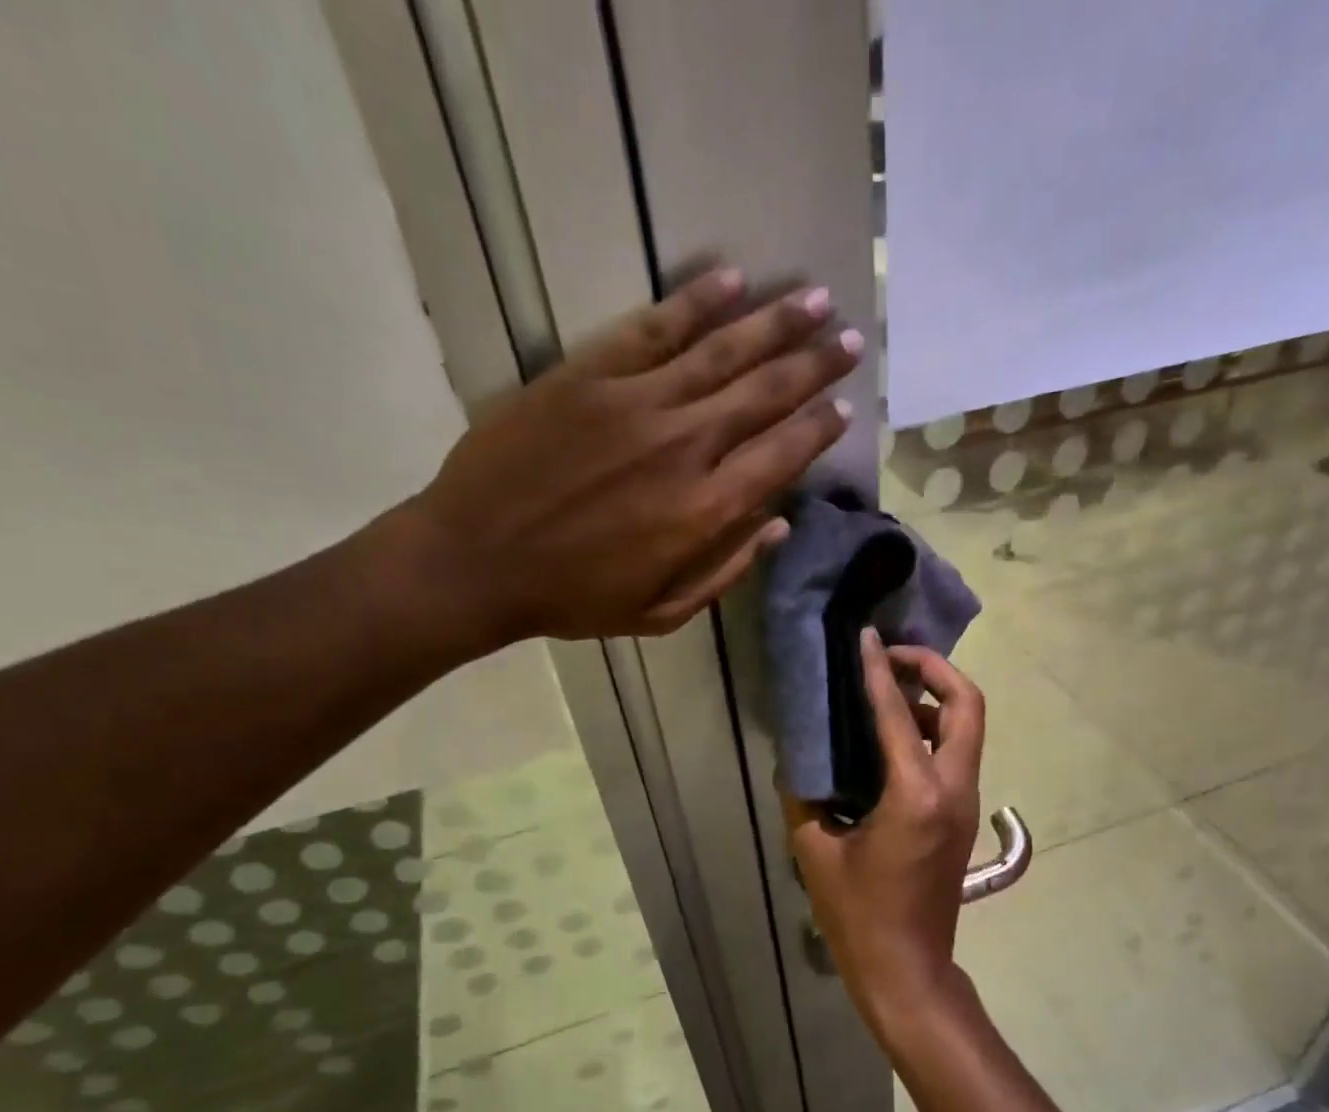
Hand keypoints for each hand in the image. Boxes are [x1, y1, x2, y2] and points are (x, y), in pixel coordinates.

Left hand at [387, 268, 859, 657]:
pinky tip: (732, 281)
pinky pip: (653, 328)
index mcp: (704, 512)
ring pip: (722, 350)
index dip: (818, 428)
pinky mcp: (589, 374)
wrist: (477, 560)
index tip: (844, 407)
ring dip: (775, 322)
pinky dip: (696, 302)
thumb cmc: (574, 597)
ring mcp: (636, 403)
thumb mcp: (661, 612)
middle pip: (765, 393)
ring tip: (817, 298)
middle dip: (814, 364)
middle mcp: (684, 446)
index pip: (781, 455)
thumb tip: (778, 525)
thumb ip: (726, 571)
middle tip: (851, 339)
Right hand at [788, 631, 984, 1042]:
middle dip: (935, 669)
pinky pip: (957, 754)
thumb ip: (804, 799)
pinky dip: (934, 730)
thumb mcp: (816, 853)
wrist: (908, 968)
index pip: (899, 714)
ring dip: (937, 699)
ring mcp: (965, 803)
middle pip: (967, 705)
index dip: (881, 670)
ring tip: (890, 692)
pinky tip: (895, 737)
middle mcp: (953, 789)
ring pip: (968, 728)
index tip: (868, 638)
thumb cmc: (859, 916)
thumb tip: (798, 763)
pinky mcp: (961, 816)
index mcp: (916, 795)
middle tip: (894, 657)